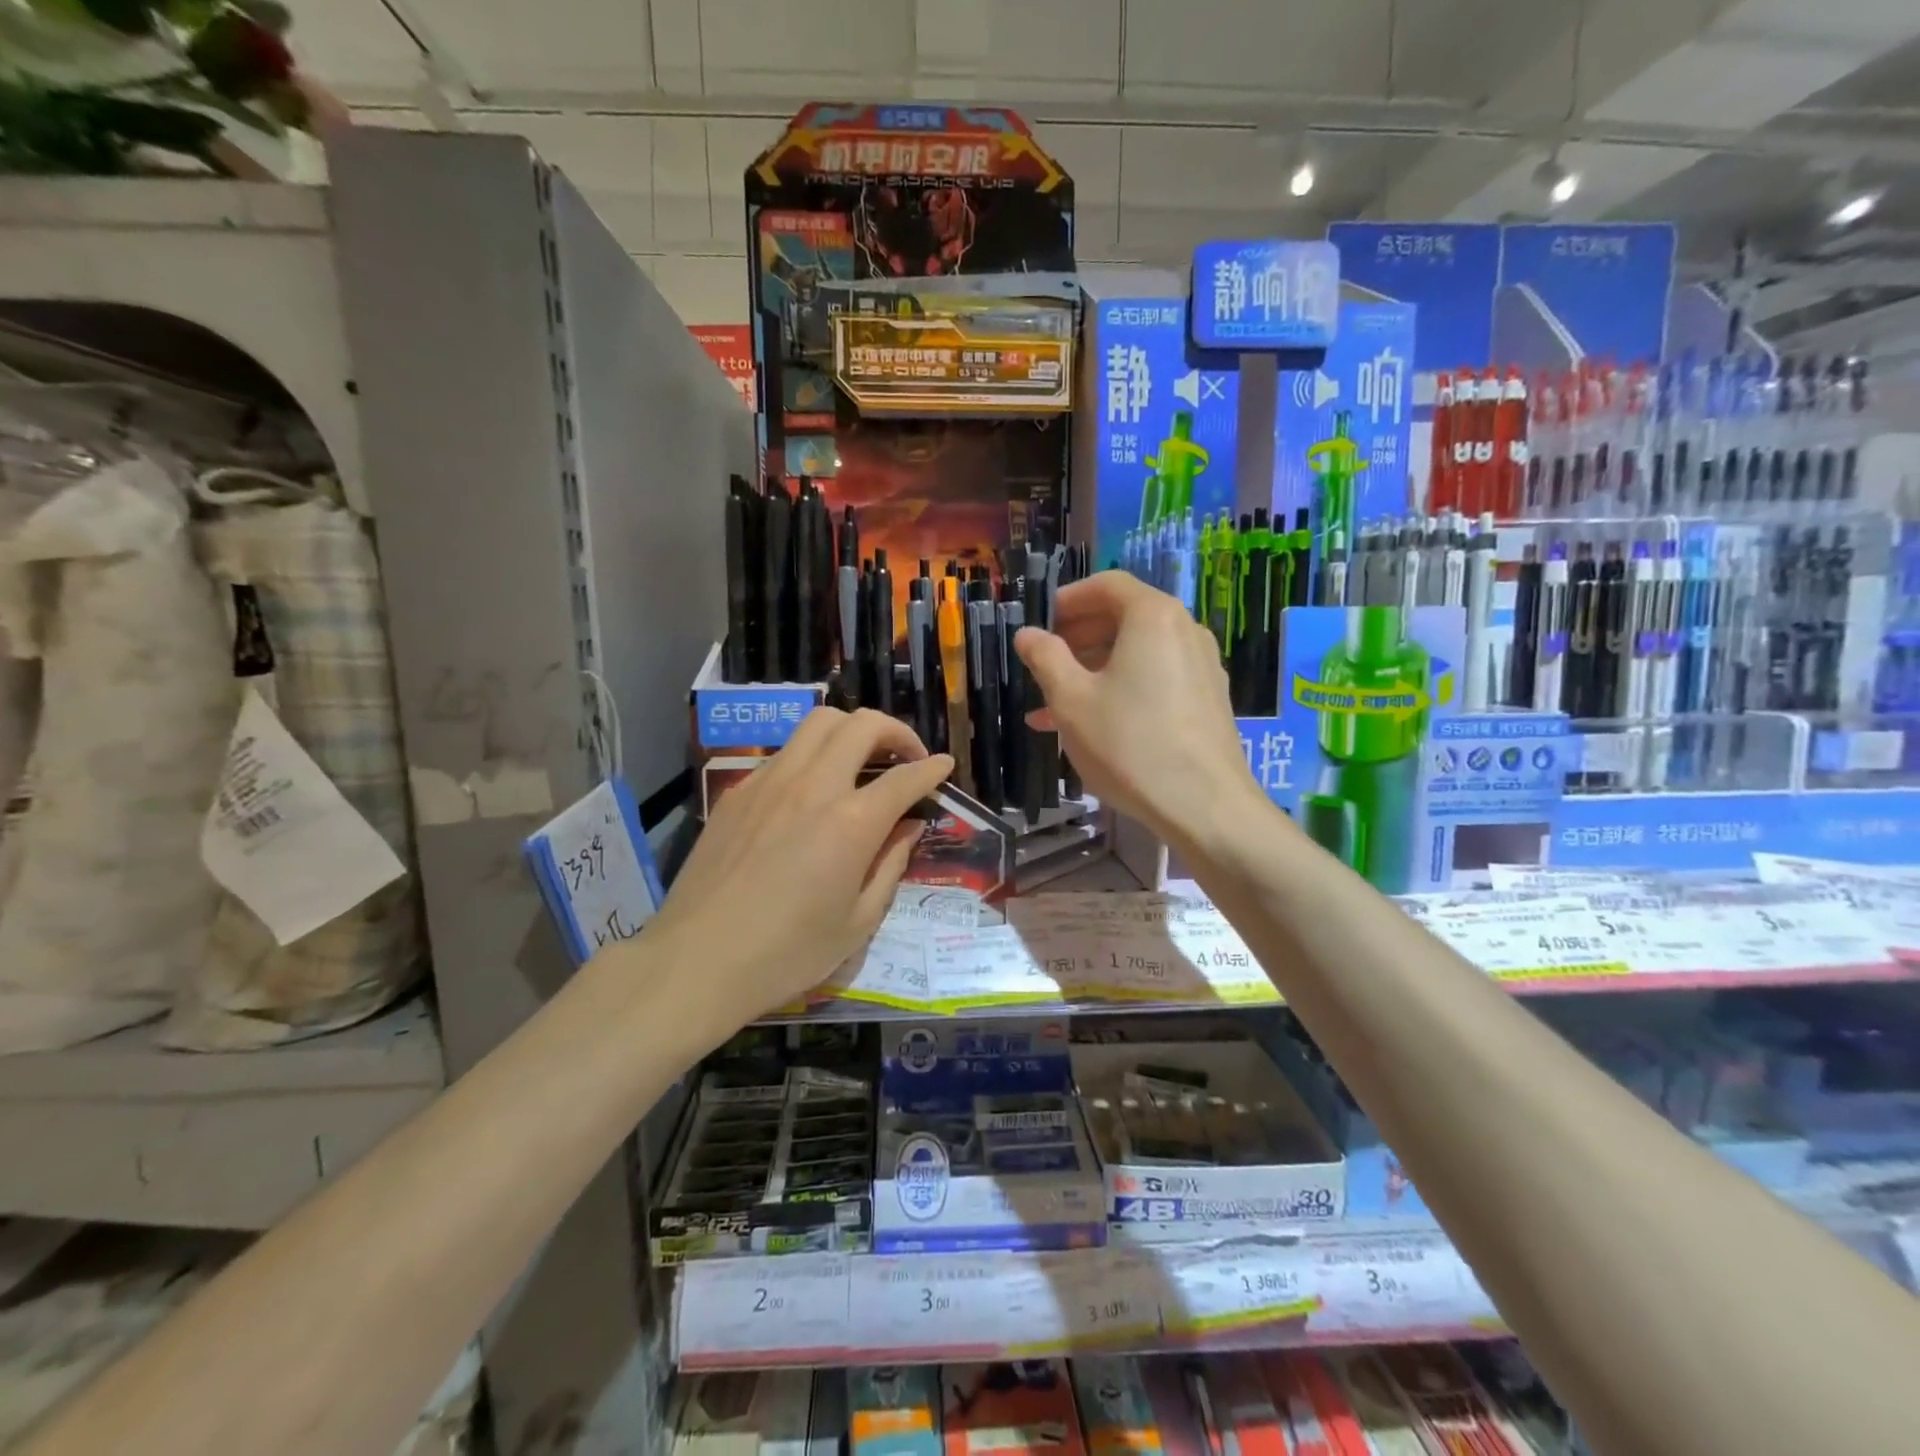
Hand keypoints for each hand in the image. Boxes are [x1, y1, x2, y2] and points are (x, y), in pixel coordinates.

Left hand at [646, 708, 952, 1026]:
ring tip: (861, 760)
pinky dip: (812, 755)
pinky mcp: (739, 790)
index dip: (932, 768)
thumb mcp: (858, 922)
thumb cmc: (787, 952)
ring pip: (818, 723)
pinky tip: (812, 790)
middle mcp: (814, 785)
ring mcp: (770, 781)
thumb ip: (891, 865)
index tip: (944, 766)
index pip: (904, 777)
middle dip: (895, 731)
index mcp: (851, 822)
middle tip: (906, 758)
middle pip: (861, 725)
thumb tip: (908, 827)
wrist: (698, 960)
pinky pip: (786, 752)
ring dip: (851, 731)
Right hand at [1015, 571, 1259, 852]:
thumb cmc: (1129, 744)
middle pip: (1124, 617)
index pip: (1107, 585)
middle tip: (1043, 661)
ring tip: (1054, 703)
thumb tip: (1027, 634)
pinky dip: (1121, 688)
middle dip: (1078, 636)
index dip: (1068, 599)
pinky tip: (1091, 724)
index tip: (1040, 622)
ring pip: (1137, 653)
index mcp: (1153, 617)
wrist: (1204, 806)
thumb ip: (1045, 658)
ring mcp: (1201, 667)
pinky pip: (1155, 679)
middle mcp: (1184, 630)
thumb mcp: (1071, 700)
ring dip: (1093, 669)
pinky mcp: (1207, 700)